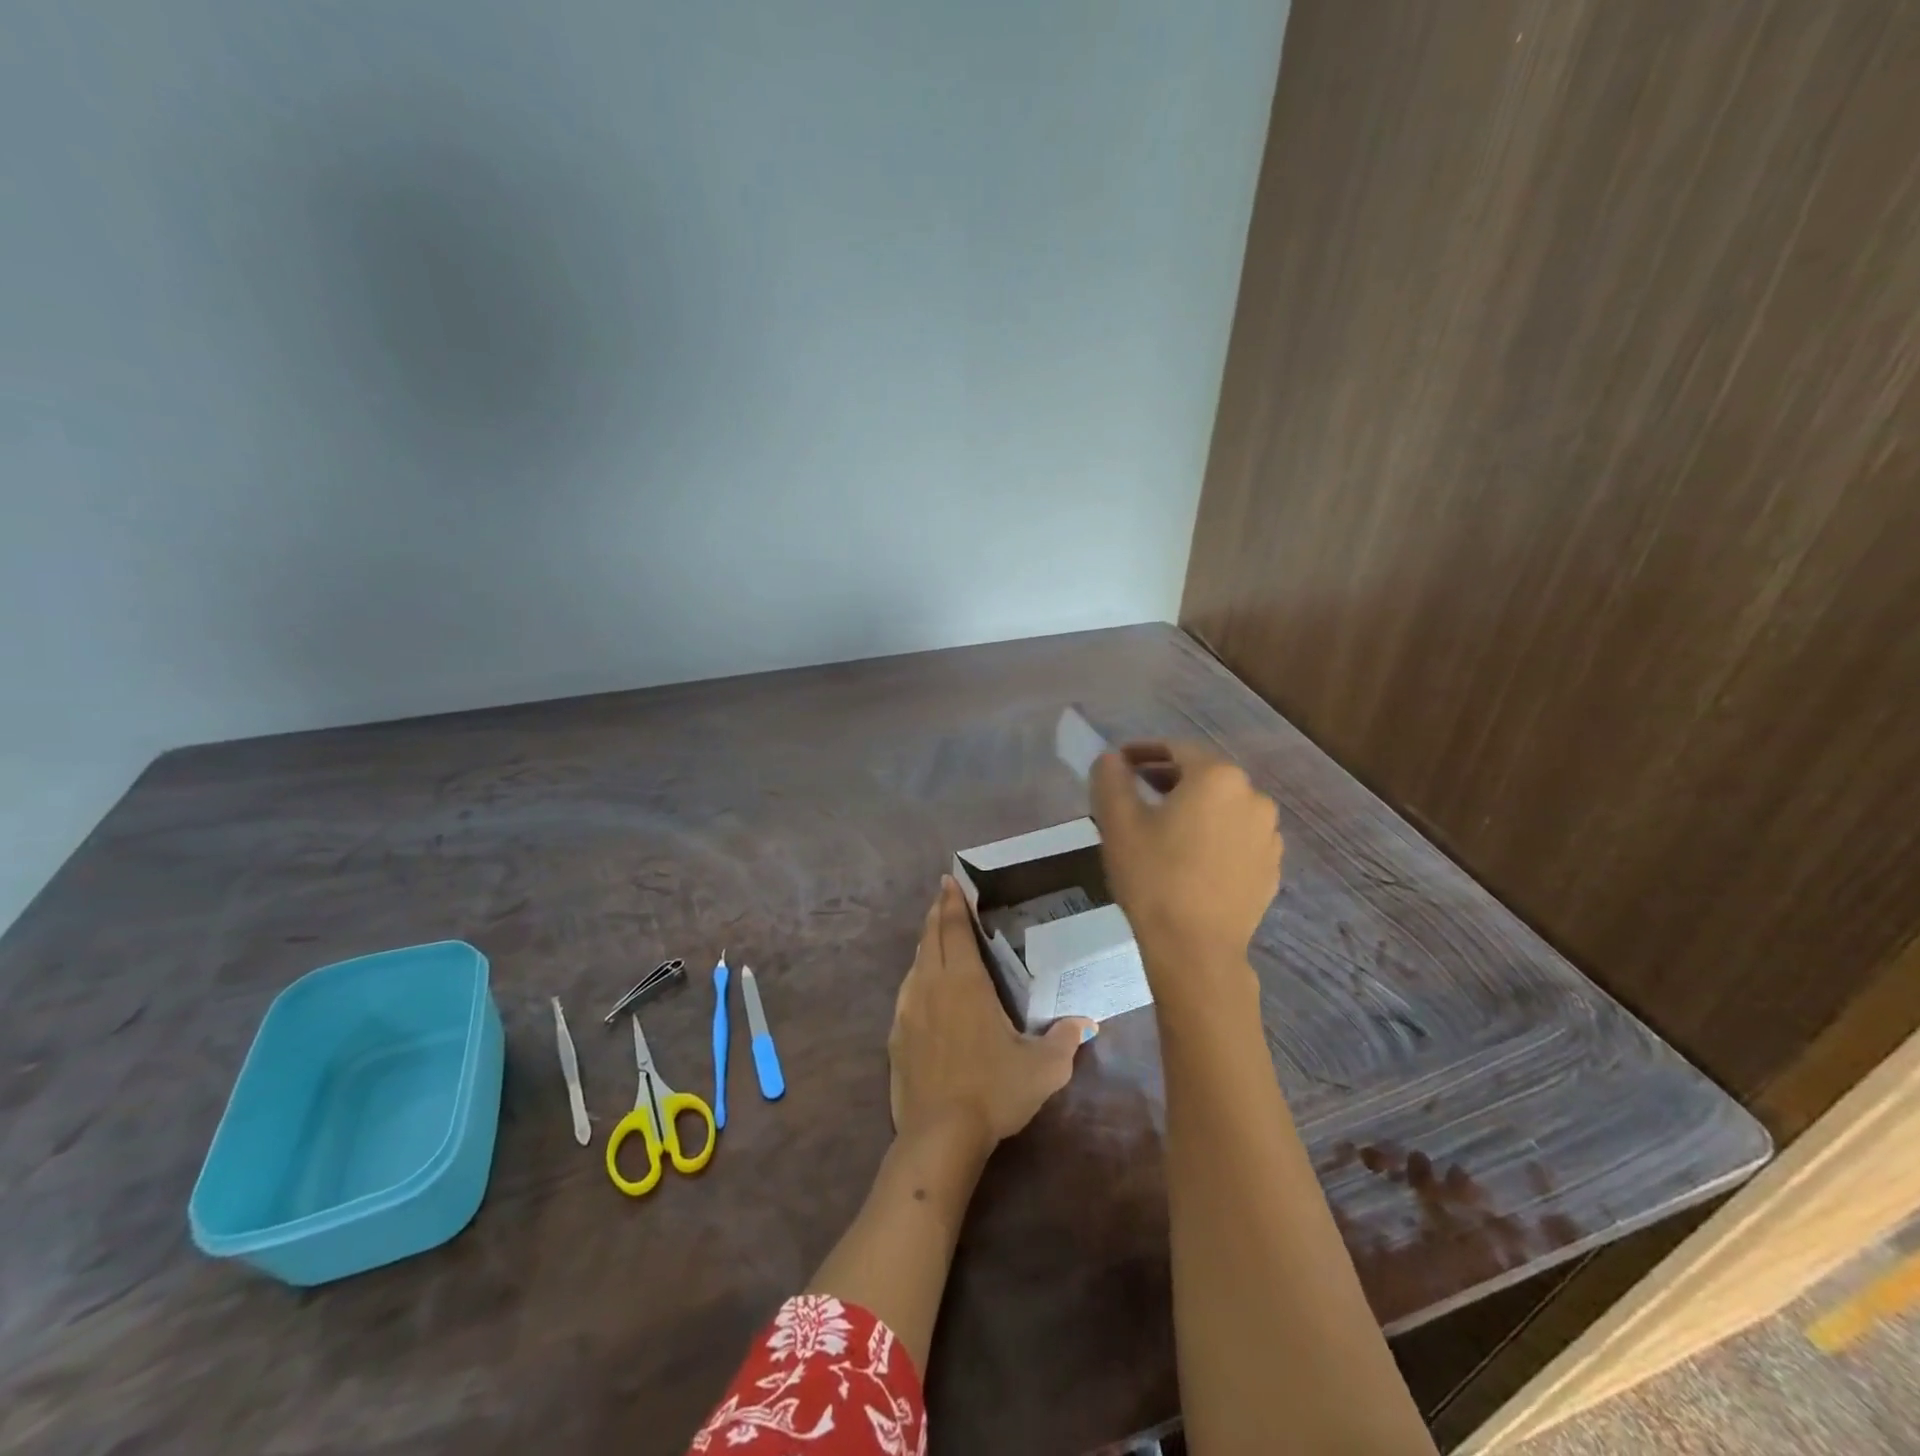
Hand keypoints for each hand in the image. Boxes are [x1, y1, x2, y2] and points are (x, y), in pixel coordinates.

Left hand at [888, 877, 1093, 1150]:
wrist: (939, 1135)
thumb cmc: (994, 1091)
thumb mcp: (1043, 1068)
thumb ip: (1066, 1040)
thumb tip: (1086, 1023)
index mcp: (965, 982)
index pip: (956, 930)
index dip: (953, 903)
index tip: (949, 881)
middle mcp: (931, 985)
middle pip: (931, 937)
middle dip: (938, 913)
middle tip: (943, 896)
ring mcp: (908, 1009)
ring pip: (916, 963)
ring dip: (926, 943)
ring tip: (935, 935)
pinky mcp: (895, 1035)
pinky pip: (906, 992)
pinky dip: (917, 976)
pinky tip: (923, 986)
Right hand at [1091, 741, 1282, 989]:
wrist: (1195, 950)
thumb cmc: (1153, 878)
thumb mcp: (1118, 823)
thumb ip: (1111, 779)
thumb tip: (1111, 759)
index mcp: (1217, 778)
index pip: (1176, 750)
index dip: (1144, 752)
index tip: (1120, 764)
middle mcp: (1253, 797)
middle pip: (1204, 777)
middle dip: (1168, 779)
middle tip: (1136, 795)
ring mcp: (1268, 835)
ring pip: (1223, 808)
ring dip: (1194, 808)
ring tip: (1163, 829)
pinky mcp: (1271, 868)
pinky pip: (1238, 838)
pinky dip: (1214, 836)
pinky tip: (1191, 858)